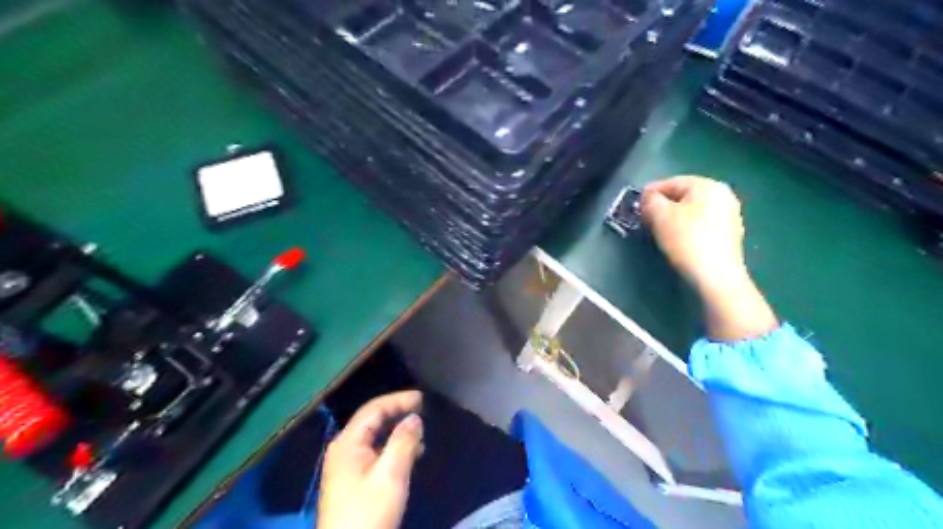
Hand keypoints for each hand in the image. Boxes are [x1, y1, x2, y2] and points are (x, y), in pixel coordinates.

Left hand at [319, 390, 424, 528]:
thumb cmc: (368, 512)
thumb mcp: (390, 475)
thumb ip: (403, 442)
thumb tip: (414, 417)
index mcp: (348, 442)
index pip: (374, 408)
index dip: (399, 399)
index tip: (423, 398)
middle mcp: (344, 448)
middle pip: (372, 419)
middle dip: (398, 412)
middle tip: (423, 409)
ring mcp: (346, 465)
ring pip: (374, 436)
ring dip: (397, 430)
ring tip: (421, 431)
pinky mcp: (352, 480)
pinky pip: (374, 451)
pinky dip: (392, 447)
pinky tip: (410, 454)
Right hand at [646, 176, 748, 295]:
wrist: (716, 276)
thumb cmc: (687, 240)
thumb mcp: (660, 216)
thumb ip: (650, 200)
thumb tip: (648, 197)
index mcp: (708, 185)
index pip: (672, 182)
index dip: (651, 192)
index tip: (637, 205)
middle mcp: (724, 195)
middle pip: (684, 195)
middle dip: (663, 205)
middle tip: (646, 218)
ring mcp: (730, 215)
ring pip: (693, 210)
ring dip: (674, 217)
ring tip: (659, 231)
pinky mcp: (730, 235)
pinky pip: (702, 224)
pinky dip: (687, 228)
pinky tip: (678, 241)